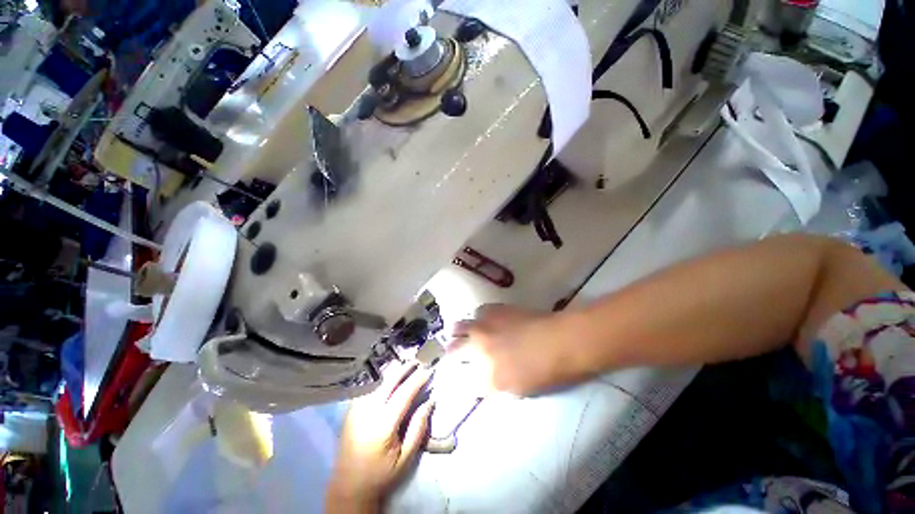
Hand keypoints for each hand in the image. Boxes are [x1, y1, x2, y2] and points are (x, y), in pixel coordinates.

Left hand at [326, 362, 433, 513]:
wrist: (348, 488)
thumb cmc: (381, 475)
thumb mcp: (406, 458)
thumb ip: (418, 428)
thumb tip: (429, 401)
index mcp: (382, 426)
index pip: (403, 394)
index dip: (417, 380)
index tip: (429, 370)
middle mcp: (367, 413)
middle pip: (389, 382)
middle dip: (405, 369)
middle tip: (418, 362)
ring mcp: (356, 410)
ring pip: (377, 383)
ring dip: (393, 372)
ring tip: (407, 366)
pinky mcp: (350, 411)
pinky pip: (368, 389)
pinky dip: (382, 381)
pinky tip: (390, 379)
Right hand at [449, 304, 568, 394]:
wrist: (560, 341)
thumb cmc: (545, 373)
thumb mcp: (516, 390)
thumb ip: (492, 384)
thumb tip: (480, 377)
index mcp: (485, 378)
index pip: (458, 380)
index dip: (457, 378)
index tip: (459, 375)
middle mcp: (477, 351)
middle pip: (451, 351)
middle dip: (452, 354)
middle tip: (459, 355)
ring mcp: (483, 328)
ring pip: (457, 328)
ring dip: (459, 333)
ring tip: (468, 334)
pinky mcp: (492, 310)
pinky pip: (476, 313)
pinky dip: (478, 319)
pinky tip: (488, 322)